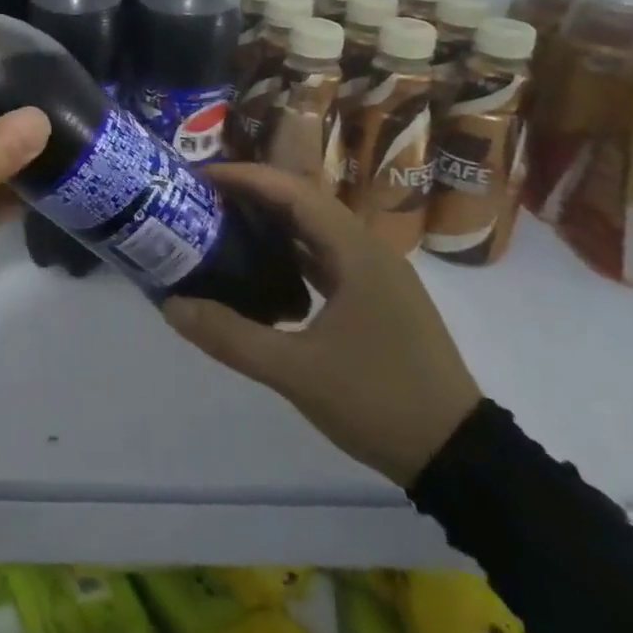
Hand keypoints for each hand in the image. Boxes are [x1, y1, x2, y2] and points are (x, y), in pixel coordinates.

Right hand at [162, 164, 482, 486]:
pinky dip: (291, 254)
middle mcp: (369, 252)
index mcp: (356, 253)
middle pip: (304, 204)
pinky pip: (326, 259)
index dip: (247, 177)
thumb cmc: (379, 401)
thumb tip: (172, 306)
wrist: (459, 455)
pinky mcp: (378, 301)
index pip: (294, 192)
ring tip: (223, 226)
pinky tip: (262, 271)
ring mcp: (377, 277)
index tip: (202, 177)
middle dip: (254, 195)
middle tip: (204, 199)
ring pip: (317, 231)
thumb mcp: (296, 372)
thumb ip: (231, 336)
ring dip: (272, 223)